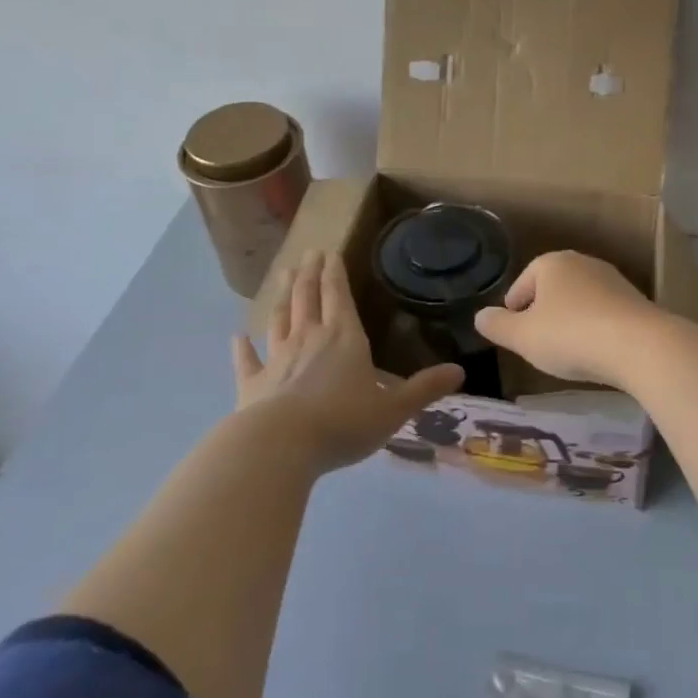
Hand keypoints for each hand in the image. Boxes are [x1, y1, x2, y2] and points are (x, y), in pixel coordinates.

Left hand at [232, 250, 463, 472]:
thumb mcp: (394, 410)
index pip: (339, 296)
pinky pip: (247, 360)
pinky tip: (237, 336)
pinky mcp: (251, 384)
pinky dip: (242, 347)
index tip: (330, 252)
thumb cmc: (342, 423)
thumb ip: (424, 389)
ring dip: (282, 296)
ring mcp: (276, 359)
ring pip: (279, 319)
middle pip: (308, 298)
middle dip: (310, 274)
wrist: (280, 446)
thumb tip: (460, 372)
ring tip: (284, 275)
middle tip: (308, 253)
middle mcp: (308, 339)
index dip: (335, 273)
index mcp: (344, 338)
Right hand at [473, 250, 668, 388]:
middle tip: (537, 343)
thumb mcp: (523, 337)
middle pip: (552, 288)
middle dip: (542, 313)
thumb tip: (479, 316)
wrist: (639, 345)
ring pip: (579, 300)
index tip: (514, 333)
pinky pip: (603, 313)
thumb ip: (498, 326)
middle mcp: (583, 262)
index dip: (513, 309)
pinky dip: (594, 328)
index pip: (523, 283)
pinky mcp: (634, 300)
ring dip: (570, 320)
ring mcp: (612, 279)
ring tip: (566, 350)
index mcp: (552, 263)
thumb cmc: (570, 336)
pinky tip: (595, 351)